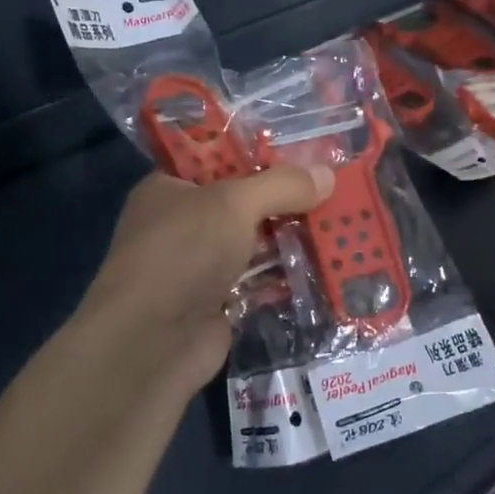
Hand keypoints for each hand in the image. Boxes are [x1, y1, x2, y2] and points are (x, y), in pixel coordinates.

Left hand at [75, 166, 332, 396]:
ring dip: (292, 237)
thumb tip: (328, 174)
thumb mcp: (234, 204)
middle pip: (243, 203)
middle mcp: (182, 224)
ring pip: (255, 243)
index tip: (306, 150)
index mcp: (170, 188)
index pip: (218, 160)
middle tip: (335, 185)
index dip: (260, 154)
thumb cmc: (184, 252)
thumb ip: (282, 186)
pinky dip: (287, 274)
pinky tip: (327, 263)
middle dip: (286, 198)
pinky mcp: (219, 303)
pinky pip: (260, 280)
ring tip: (342, 221)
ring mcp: (199, 266)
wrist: (152, 343)